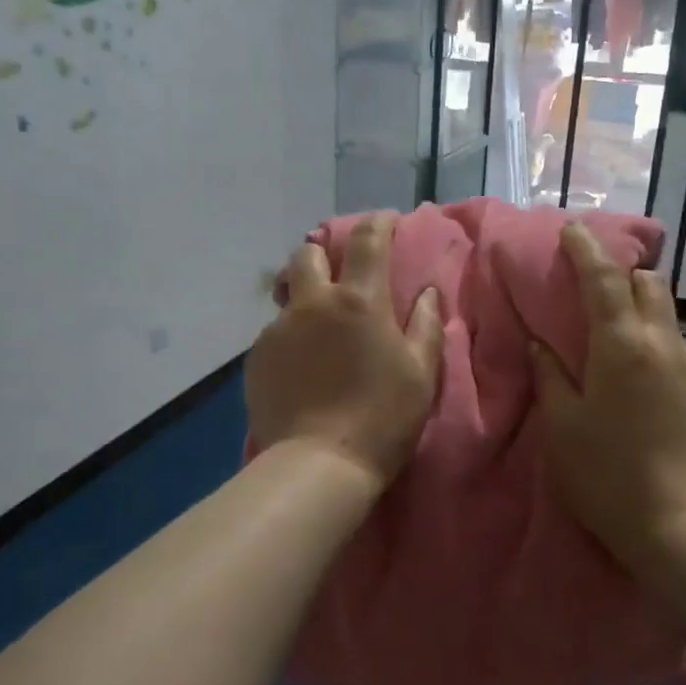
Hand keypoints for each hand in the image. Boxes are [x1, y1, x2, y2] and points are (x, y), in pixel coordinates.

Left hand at [247, 213, 444, 488]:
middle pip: (308, 253)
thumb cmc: (382, 419)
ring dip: (305, 298)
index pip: (367, 241)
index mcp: (359, 301)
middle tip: (340, 275)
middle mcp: (313, 304)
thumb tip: (427, 292)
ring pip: (288, 295)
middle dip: (324, 253)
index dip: (378, 223)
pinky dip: (292, 337)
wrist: (318, 464)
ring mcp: (279, 330)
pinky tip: (303, 367)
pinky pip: (276, 332)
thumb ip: (426, 325)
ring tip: (319, 329)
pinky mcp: (257, 358)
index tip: (386, 220)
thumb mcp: (421, 374)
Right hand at [530, 224, 685, 570]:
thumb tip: (541, 343)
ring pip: (667, 321)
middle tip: (596, 287)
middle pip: (650, 286)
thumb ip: (551, 374)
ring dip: (640, 316)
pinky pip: (678, 357)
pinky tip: (641, 390)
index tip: (573, 230)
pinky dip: (655, 353)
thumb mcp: (562, 424)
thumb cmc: (605, 473)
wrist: (678, 526)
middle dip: (624, 275)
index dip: (586, 250)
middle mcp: (664, 345)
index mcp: (622, 345)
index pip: (604, 279)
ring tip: (615, 344)